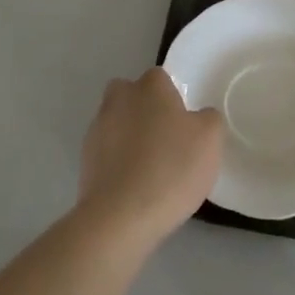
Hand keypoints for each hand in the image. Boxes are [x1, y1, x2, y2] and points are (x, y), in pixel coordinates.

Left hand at [76, 69, 222, 253]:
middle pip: (131, 95)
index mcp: (150, 86)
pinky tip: (132, 187)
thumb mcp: (210, 140)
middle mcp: (120, 98)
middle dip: (144, 110)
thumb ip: (209, 119)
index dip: (172, 98)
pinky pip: (106, 152)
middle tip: (164, 139)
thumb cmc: (171, 168)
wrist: (120, 217)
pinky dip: (117, 163)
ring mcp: (97, 129)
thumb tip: (200, 117)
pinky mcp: (84, 160)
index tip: (183, 124)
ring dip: (128, 137)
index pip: (161, 78)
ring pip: (116, 122)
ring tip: (149, 170)